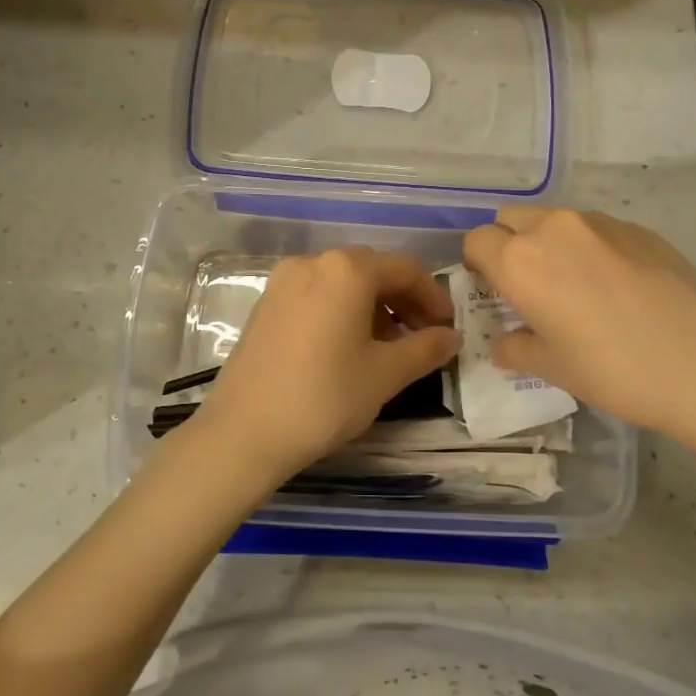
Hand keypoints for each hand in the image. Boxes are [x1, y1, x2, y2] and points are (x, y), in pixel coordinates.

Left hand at [185, 247, 460, 490]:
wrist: (244, 432)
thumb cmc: (324, 397)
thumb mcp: (385, 374)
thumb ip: (425, 349)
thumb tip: (451, 337)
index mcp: (346, 270)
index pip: (404, 269)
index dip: (433, 297)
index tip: (447, 328)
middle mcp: (312, 263)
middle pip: (371, 271)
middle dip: (403, 301)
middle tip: (423, 337)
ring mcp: (283, 282)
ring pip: (342, 284)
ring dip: (373, 308)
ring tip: (388, 348)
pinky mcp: (265, 305)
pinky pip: (316, 296)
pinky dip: (341, 312)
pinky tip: (349, 348)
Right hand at [463, 208, 695, 474]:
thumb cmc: (615, 370)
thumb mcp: (553, 368)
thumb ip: (516, 349)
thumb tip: (505, 343)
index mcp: (520, 262)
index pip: (477, 241)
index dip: (478, 265)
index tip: (494, 292)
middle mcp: (553, 229)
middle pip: (511, 219)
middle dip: (509, 245)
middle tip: (528, 287)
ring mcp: (599, 223)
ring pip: (554, 220)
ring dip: (549, 244)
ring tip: (575, 287)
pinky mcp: (638, 228)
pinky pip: (594, 229)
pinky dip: (588, 247)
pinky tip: (616, 287)